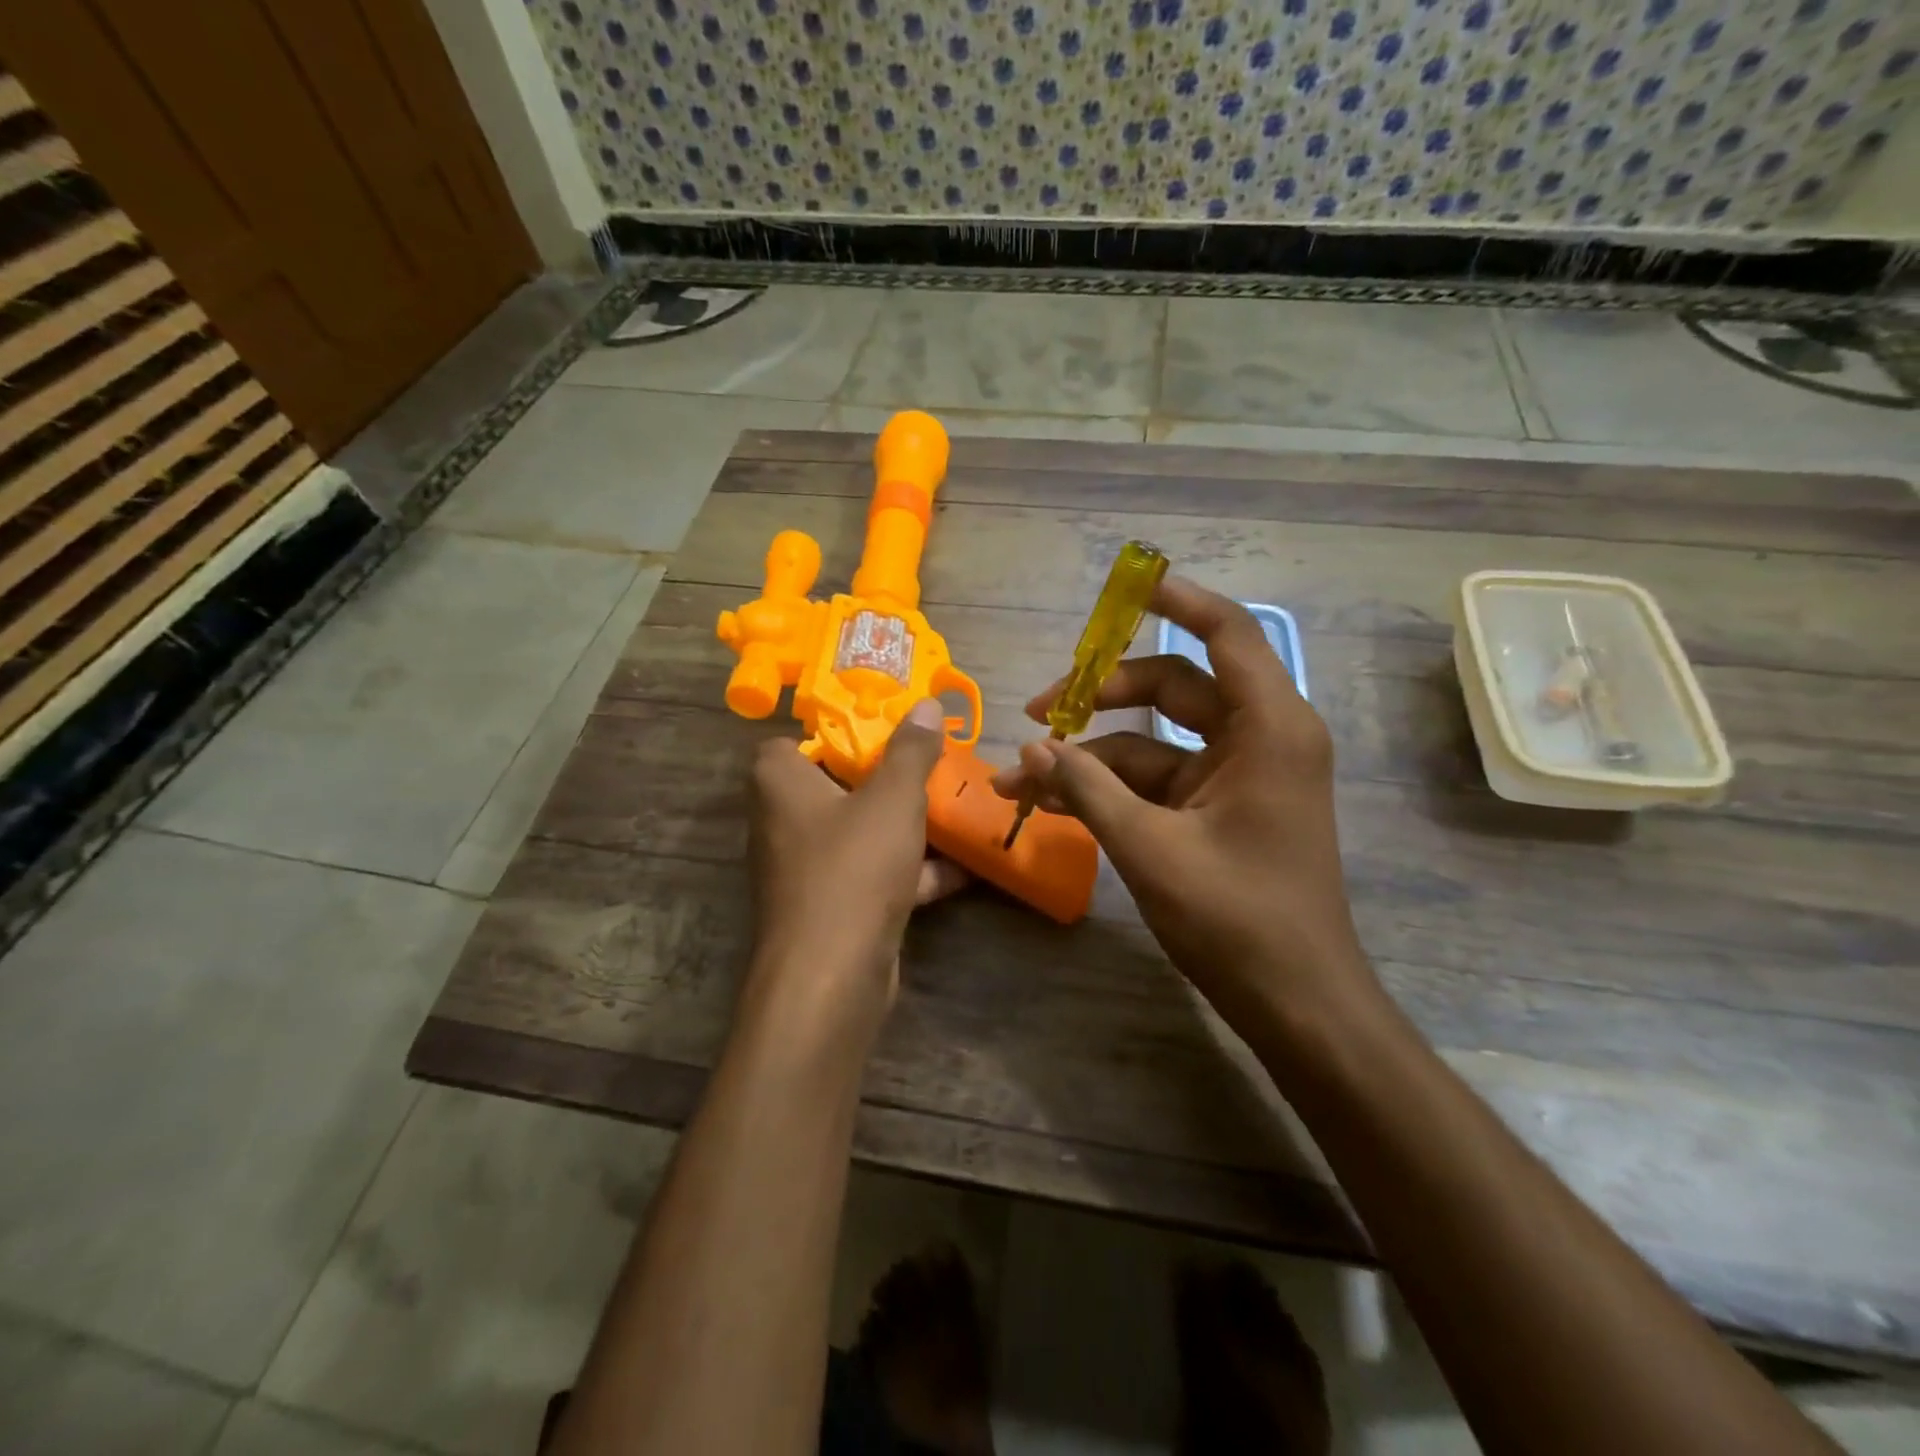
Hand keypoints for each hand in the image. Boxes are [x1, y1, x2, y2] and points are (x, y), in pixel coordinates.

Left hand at [746, 698, 967, 1039]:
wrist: (833, 975)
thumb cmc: (853, 867)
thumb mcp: (893, 798)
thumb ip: (911, 750)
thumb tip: (927, 705)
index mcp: (779, 783)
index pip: (792, 742)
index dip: (834, 732)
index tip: (882, 730)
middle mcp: (783, 822)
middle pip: (836, 785)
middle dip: (885, 779)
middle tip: (928, 765)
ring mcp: (807, 870)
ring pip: (859, 832)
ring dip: (905, 826)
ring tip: (954, 809)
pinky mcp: (832, 908)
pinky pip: (873, 875)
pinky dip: (912, 871)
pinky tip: (964, 867)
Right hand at [991, 578, 1380, 1041]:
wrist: (1297, 1002)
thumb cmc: (1238, 919)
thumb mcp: (1150, 848)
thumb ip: (1087, 788)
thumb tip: (1029, 748)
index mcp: (1268, 728)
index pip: (1225, 633)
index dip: (1176, 600)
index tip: (1125, 585)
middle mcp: (1259, 737)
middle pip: (1173, 685)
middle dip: (1100, 693)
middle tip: (1038, 710)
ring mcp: (1239, 774)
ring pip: (1155, 737)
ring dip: (1091, 752)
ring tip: (1022, 776)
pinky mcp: (1219, 807)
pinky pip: (1158, 777)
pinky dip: (1110, 785)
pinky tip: (1053, 801)